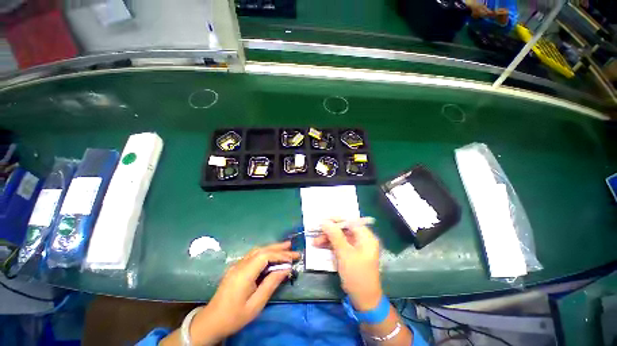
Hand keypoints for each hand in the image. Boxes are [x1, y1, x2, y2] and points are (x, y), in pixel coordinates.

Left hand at [189, 241, 299, 344]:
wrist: (211, 321)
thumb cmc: (234, 316)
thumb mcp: (256, 304)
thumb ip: (271, 284)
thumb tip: (285, 269)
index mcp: (244, 273)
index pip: (265, 256)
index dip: (280, 255)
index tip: (292, 258)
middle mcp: (240, 265)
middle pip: (261, 250)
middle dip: (278, 248)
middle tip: (291, 247)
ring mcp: (237, 265)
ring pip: (257, 250)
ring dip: (271, 248)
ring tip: (285, 248)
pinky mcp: (236, 268)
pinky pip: (253, 255)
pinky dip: (265, 252)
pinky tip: (271, 255)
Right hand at [313, 219, 382, 310]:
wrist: (363, 300)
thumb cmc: (356, 275)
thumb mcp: (344, 254)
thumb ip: (335, 235)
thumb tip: (325, 222)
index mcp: (366, 237)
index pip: (350, 222)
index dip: (337, 220)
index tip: (323, 221)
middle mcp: (362, 240)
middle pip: (344, 229)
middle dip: (330, 231)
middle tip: (317, 233)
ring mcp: (356, 247)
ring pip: (340, 237)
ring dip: (328, 239)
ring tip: (315, 243)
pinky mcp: (351, 254)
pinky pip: (340, 245)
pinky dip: (331, 246)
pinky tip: (320, 246)